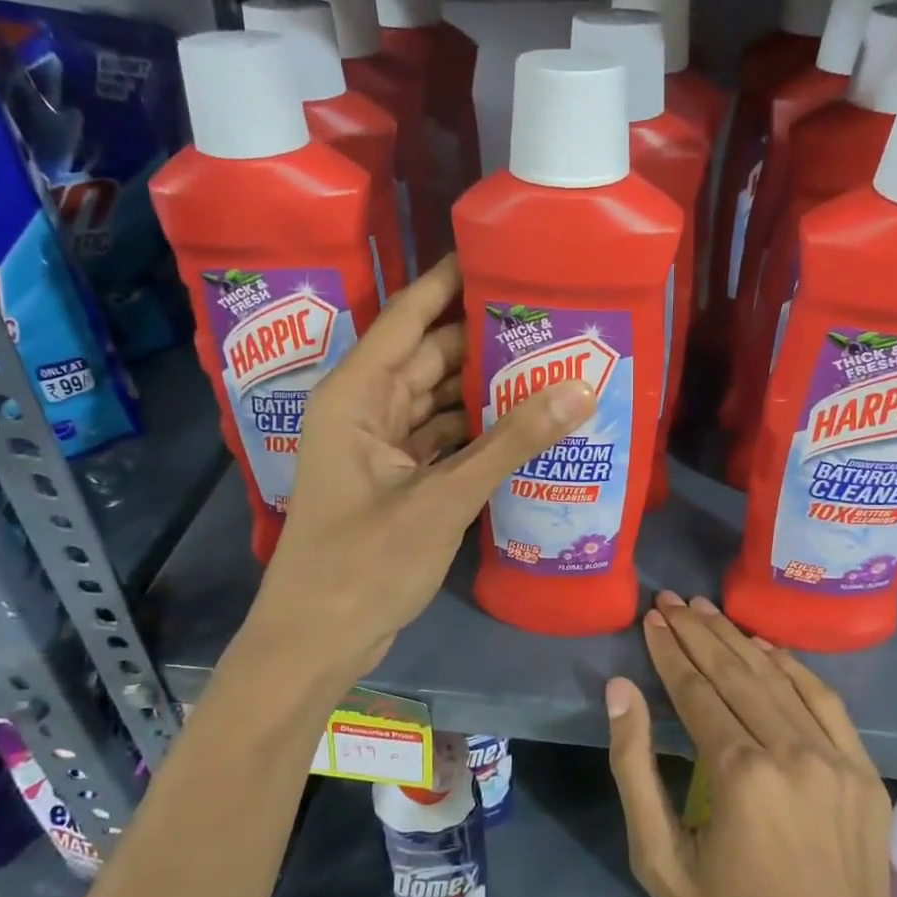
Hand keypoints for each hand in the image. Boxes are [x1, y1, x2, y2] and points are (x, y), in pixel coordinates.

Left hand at [239, 257, 594, 694]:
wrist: (316, 644)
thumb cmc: (362, 566)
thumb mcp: (442, 499)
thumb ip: (511, 443)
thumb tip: (580, 389)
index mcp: (356, 395)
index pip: (409, 316)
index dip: (451, 281)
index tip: (502, 253)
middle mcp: (366, 409)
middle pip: (431, 355)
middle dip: (486, 338)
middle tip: (551, 318)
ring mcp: (381, 446)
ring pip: (440, 398)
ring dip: (487, 387)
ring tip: (551, 363)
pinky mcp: (398, 479)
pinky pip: (443, 436)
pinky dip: (479, 430)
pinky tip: (526, 423)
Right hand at [605, 593, 896, 896]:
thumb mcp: (659, 862)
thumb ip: (635, 768)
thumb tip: (620, 690)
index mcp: (741, 774)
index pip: (696, 690)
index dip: (669, 651)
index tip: (651, 618)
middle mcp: (792, 753)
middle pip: (736, 673)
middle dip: (698, 632)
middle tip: (672, 600)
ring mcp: (837, 760)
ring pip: (778, 678)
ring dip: (738, 640)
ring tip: (707, 610)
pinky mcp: (864, 773)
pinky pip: (825, 701)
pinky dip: (793, 667)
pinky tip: (767, 647)